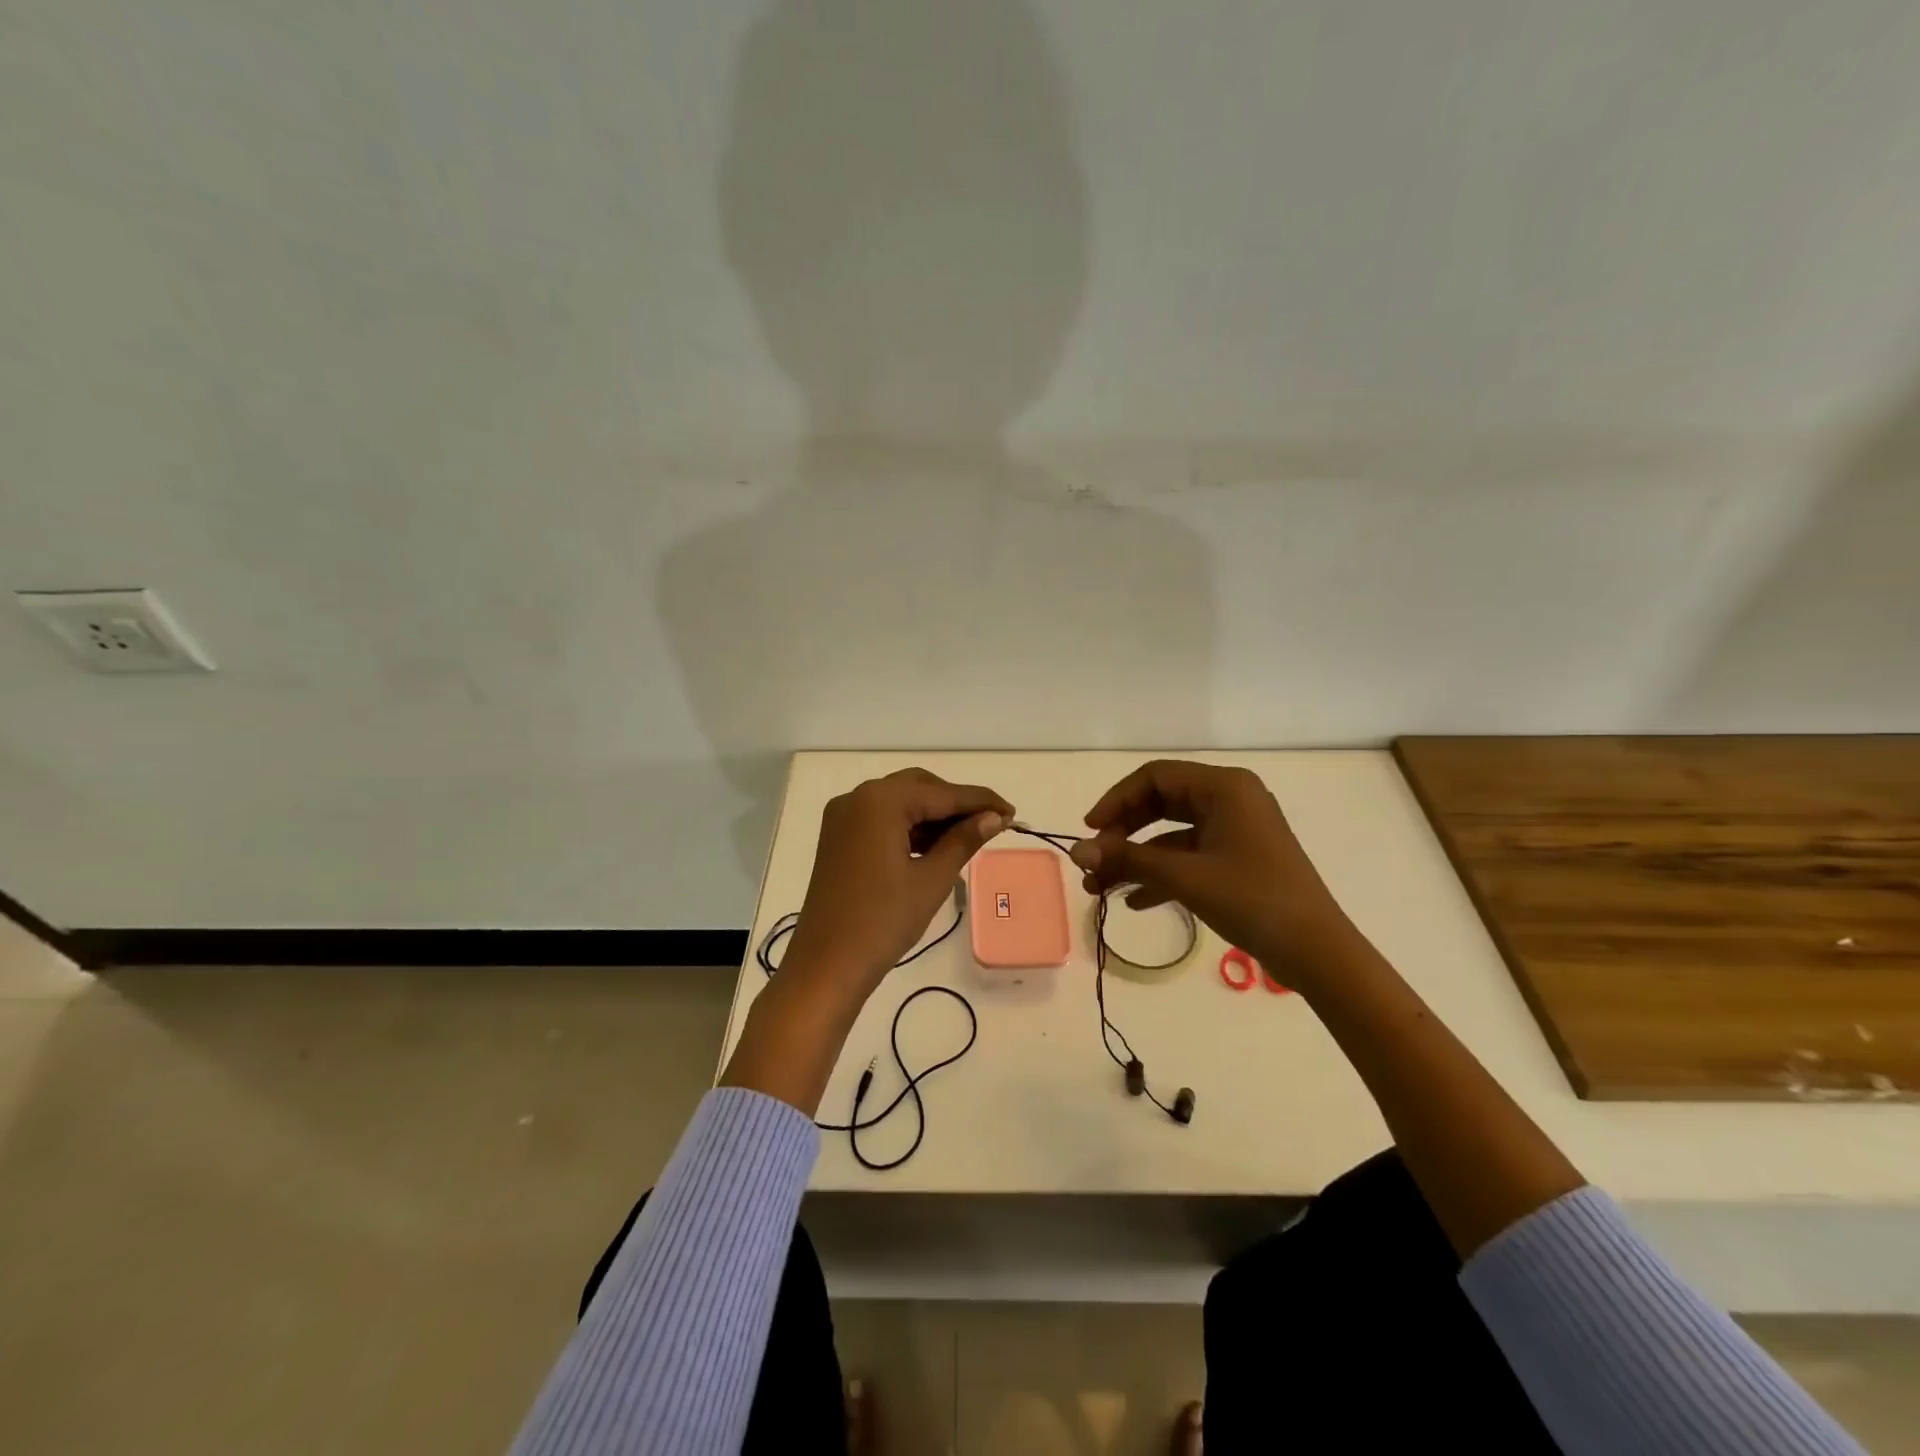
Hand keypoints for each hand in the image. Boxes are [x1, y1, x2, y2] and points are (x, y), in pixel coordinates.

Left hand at [780, 768, 1011, 1006]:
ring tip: (968, 838)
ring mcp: (843, 817)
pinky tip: (935, 846)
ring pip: (900, 802)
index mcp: (880, 801)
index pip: (942, 793)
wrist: (827, 964)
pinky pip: (882, 819)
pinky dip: (909, 827)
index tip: (1012, 812)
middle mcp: (858, 797)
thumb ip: (964, 840)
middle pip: (919, 788)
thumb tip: (994, 818)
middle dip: (955, 804)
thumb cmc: (883, 921)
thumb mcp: (932, 879)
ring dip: (933, 816)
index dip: (980, 801)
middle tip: (991, 825)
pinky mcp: (838, 837)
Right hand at [1071, 760, 1356, 986]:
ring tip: (1102, 889)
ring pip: (1171, 833)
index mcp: (1224, 787)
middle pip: (1160, 803)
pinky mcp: (1239, 859)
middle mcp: (1231, 799)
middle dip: (1123, 833)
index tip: (1089, 832)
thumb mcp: (1184, 877)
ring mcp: (1236, 830)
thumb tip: (1076, 852)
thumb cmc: (1253, 900)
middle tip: (1095, 862)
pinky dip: (1161, 874)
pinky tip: (1135, 901)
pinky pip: (1189, 856)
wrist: (1317, 952)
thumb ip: (1127, 860)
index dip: (1116, 800)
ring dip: (1137, 859)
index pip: (1154, 777)